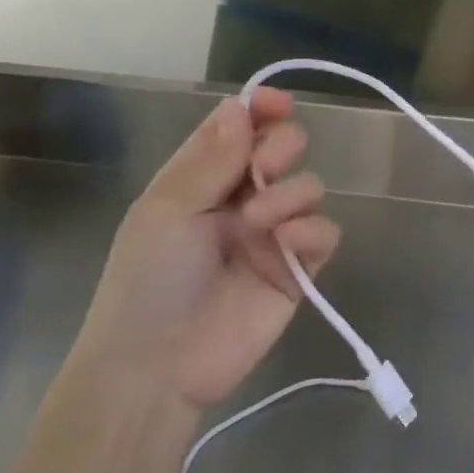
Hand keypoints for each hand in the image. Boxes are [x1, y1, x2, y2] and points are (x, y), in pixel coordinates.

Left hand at [67, 88, 339, 417]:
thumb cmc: (148, 279)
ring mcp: (272, 234)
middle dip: (281, 146)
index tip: (277, 104)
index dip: (260, 109)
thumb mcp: (168, 209)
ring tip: (260, 223)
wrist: (155, 368)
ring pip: (309, 186)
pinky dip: (312, 231)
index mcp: (202, 179)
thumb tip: (240, 105)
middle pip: (282, 148)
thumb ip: (212, 157)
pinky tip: (286, 244)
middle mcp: (241, 199)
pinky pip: (325, 232)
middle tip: (264, 168)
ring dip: (290, 194)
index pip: (239, 128)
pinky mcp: (298, 269)